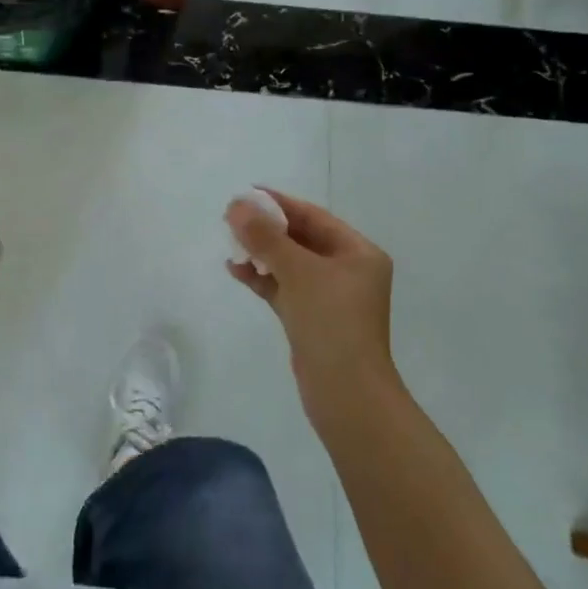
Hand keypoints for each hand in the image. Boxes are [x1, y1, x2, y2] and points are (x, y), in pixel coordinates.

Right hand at [226, 190, 395, 410]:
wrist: (347, 395)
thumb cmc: (332, 323)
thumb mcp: (298, 272)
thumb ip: (266, 237)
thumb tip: (236, 205)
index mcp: (358, 253)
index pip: (314, 217)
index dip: (280, 204)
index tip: (247, 193)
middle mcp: (347, 271)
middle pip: (301, 239)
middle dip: (267, 228)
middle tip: (231, 217)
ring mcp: (329, 297)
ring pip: (290, 264)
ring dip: (261, 252)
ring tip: (229, 241)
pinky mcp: (311, 319)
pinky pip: (284, 287)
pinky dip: (262, 277)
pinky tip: (236, 269)